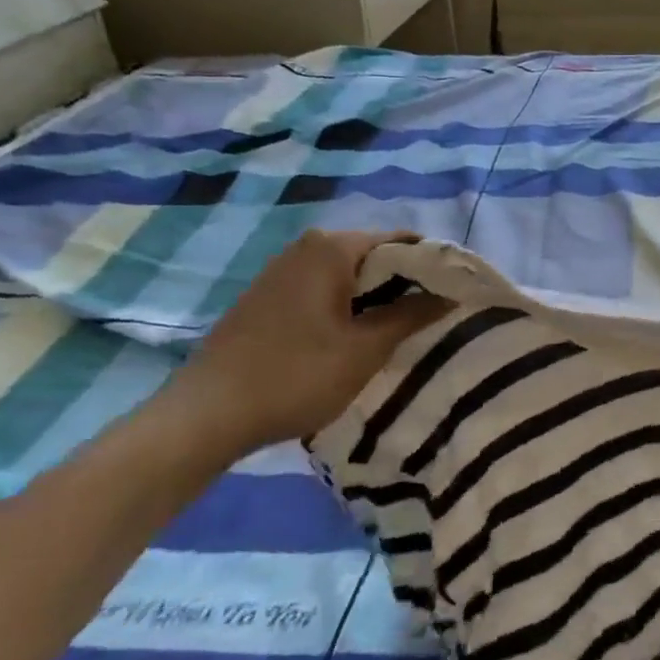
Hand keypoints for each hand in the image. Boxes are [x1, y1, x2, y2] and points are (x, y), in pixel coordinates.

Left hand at [161, 230, 451, 461]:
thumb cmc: (296, 375)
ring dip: (376, 297)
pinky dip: (347, 305)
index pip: (403, 242)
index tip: (456, 293)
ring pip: (348, 274)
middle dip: (405, 283)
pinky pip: (323, 289)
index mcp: (333, 247)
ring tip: (400, 329)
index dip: (434, 266)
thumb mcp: (366, 348)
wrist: (203, 417)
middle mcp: (307, 247)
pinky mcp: (266, 296)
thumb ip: (412, 315)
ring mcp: (281, 270)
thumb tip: (451, 294)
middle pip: (375, 255)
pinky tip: (354, 337)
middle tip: (432, 315)